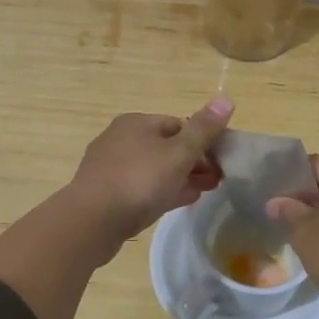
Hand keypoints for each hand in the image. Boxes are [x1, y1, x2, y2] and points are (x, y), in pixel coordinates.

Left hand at [67, 97, 233, 247]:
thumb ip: (203, 129)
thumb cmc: (139, 180)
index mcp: (136, 123)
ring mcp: (111, 167)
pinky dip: (162, 191)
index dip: (202, 141)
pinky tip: (178, 202)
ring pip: (154, 169)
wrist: (92, 220)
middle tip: (216, 180)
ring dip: (180, 177)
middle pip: (166, 147)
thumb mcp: (178, 153)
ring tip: (203, 191)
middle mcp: (120, 139)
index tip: (221, 161)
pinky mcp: (107, 194)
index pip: (178, 124)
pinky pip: (141, 188)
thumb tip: (226, 98)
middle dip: (193, 161)